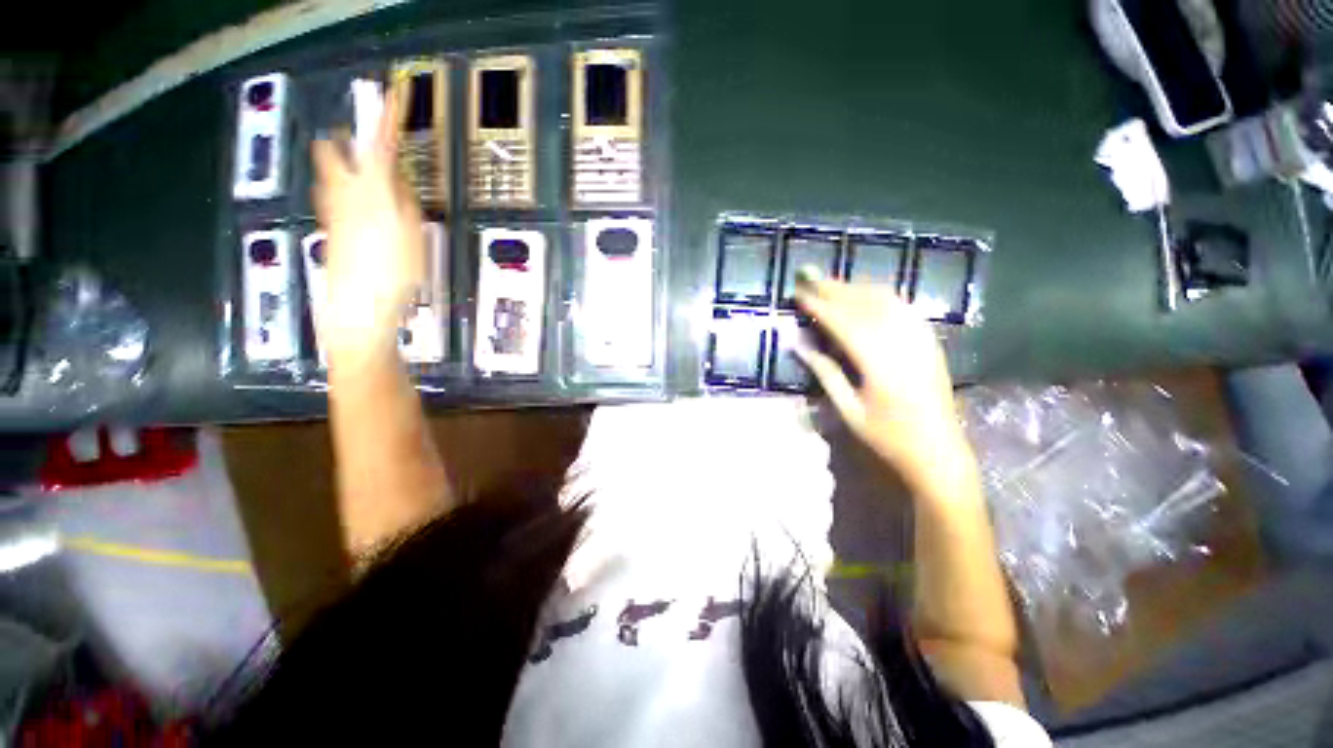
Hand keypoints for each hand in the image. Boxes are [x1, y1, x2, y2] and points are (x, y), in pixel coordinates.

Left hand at [312, 92, 423, 362]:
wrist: (359, 305)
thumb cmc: (395, 272)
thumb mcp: (415, 234)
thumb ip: (407, 201)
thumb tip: (399, 180)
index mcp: (371, 190)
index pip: (379, 143)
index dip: (385, 117)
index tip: (391, 95)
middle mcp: (343, 191)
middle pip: (330, 150)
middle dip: (344, 140)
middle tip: (363, 144)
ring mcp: (331, 209)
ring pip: (327, 172)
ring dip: (341, 165)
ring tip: (364, 178)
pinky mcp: (328, 227)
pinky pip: (331, 196)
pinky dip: (342, 190)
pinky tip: (360, 208)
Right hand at [794, 276, 969, 488]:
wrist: (940, 454)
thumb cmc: (888, 438)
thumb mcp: (848, 410)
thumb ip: (824, 372)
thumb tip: (798, 344)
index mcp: (880, 364)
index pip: (843, 322)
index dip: (818, 305)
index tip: (798, 292)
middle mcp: (903, 343)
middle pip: (864, 304)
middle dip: (833, 288)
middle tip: (808, 275)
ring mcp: (921, 340)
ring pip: (885, 300)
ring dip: (855, 287)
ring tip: (830, 282)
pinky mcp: (930, 342)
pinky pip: (904, 307)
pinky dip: (880, 295)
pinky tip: (866, 294)